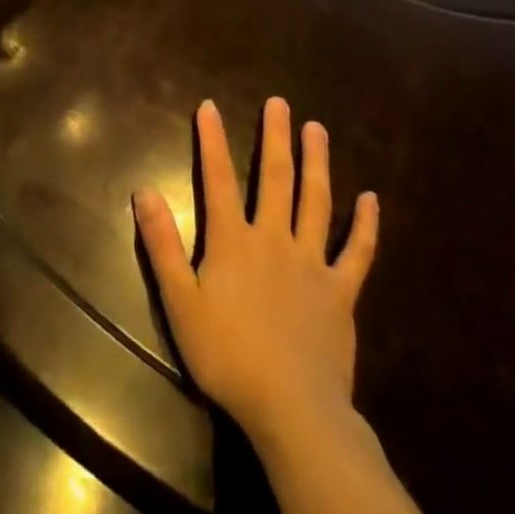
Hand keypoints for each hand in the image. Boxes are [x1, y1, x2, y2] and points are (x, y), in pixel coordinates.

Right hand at [134, 97, 379, 450]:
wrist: (293, 410)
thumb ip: (161, 244)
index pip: (217, 178)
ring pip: (316, 202)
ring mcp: (312, 263)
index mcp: (233, 240)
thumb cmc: (228, 356)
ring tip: (318, 130)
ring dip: (317, 163)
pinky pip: (357, 252)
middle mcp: (274, 239)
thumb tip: (143, 190)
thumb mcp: (179, 302)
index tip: (209, 106)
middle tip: (280, 103)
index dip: (211, 140)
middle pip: (275, 177)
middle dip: (276, 136)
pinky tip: (371, 198)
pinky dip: (365, 225)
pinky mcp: (341, 292)